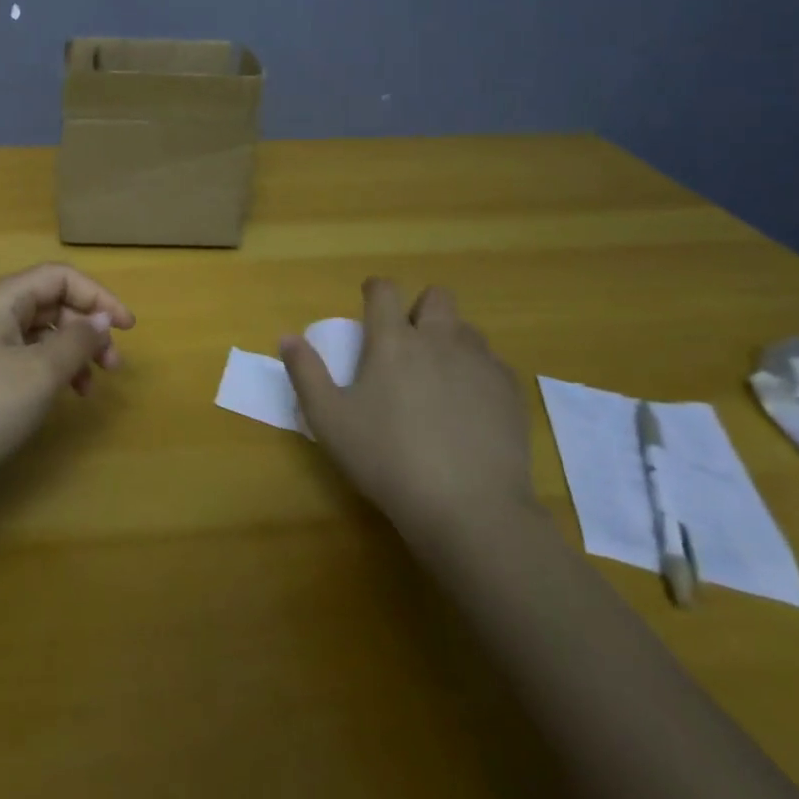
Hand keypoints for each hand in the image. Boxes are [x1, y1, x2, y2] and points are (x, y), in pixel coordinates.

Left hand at [0, 263, 132, 480]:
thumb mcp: (41, 371)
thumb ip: (78, 339)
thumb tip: (101, 318)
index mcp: (1, 298)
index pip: (59, 277)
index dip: (98, 296)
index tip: (128, 328)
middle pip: (49, 302)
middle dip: (86, 328)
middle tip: (112, 366)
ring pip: (37, 332)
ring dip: (70, 352)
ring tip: (88, 388)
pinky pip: (21, 355)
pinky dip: (48, 369)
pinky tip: (59, 396)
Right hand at [282, 279, 536, 549]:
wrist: (470, 508)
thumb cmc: (388, 459)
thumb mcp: (329, 420)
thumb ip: (305, 373)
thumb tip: (288, 338)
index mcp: (393, 341)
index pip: (384, 290)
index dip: (375, 290)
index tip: (369, 303)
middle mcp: (439, 340)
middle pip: (436, 297)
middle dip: (420, 308)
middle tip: (406, 341)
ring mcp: (480, 364)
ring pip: (467, 330)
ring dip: (450, 339)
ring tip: (437, 375)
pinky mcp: (511, 393)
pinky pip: (493, 364)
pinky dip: (477, 372)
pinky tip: (468, 406)